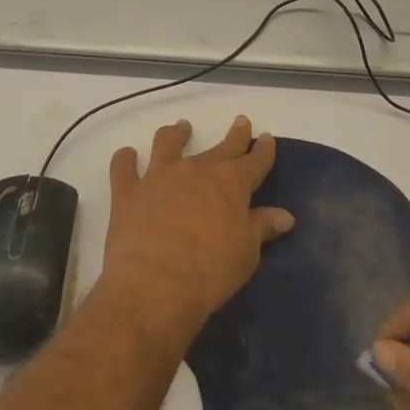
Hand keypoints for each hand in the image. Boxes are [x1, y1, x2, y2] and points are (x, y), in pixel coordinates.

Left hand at [99, 117, 294, 347]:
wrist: (155, 286)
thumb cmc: (210, 273)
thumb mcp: (246, 254)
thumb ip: (262, 227)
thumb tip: (285, 215)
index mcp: (230, 183)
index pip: (253, 160)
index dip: (263, 149)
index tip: (266, 137)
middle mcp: (196, 170)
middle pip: (220, 147)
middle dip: (234, 135)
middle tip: (240, 122)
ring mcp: (159, 176)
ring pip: (168, 143)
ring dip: (176, 134)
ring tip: (180, 128)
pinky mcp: (128, 191)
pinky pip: (123, 167)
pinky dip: (125, 159)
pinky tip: (126, 155)